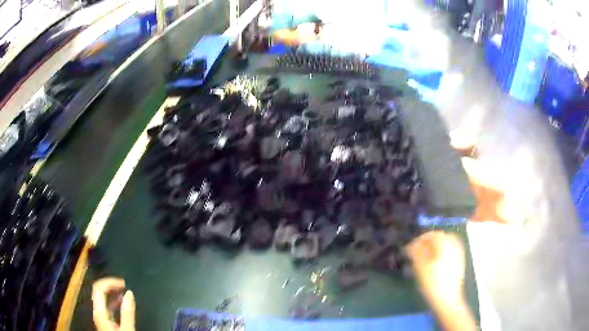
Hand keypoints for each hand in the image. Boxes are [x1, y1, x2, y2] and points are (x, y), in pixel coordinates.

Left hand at [92, 277, 135, 330]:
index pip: (99, 288)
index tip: (124, 283)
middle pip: (99, 292)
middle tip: (124, 285)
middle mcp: (98, 312)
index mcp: (100, 312)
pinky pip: (107, 307)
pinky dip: (114, 302)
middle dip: (111, 286)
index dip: (110, 282)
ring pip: (103, 299)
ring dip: (112, 293)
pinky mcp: (106, 322)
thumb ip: (128, 313)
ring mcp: (101, 317)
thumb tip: (130, 293)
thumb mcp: (127, 330)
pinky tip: (121, 303)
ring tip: (124, 292)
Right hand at [406, 231, 465, 305]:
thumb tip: (410, 245)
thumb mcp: (420, 267)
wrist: (447, 299)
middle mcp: (454, 245)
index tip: (410, 247)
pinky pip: (451, 250)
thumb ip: (416, 252)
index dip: (420, 239)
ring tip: (425, 255)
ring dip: (436, 246)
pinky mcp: (459, 262)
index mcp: (446, 244)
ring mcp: (459, 254)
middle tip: (418, 250)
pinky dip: (442, 251)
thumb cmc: (433, 282)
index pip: (432, 235)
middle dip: (429, 241)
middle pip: (441, 237)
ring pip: (447, 243)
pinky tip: (435, 260)